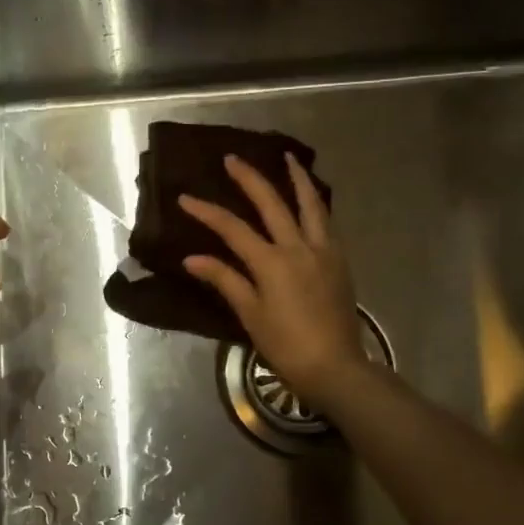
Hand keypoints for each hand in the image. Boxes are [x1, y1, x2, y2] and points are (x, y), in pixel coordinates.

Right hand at [179, 153, 371, 408]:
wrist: (335, 366)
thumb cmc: (286, 345)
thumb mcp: (250, 314)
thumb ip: (224, 280)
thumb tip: (192, 258)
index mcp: (272, 262)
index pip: (233, 229)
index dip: (207, 212)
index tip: (185, 198)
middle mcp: (299, 247)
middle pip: (272, 204)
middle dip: (249, 179)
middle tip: (232, 159)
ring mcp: (324, 251)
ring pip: (311, 204)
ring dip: (297, 179)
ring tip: (288, 158)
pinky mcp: (339, 261)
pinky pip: (326, 222)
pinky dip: (315, 204)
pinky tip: (310, 200)